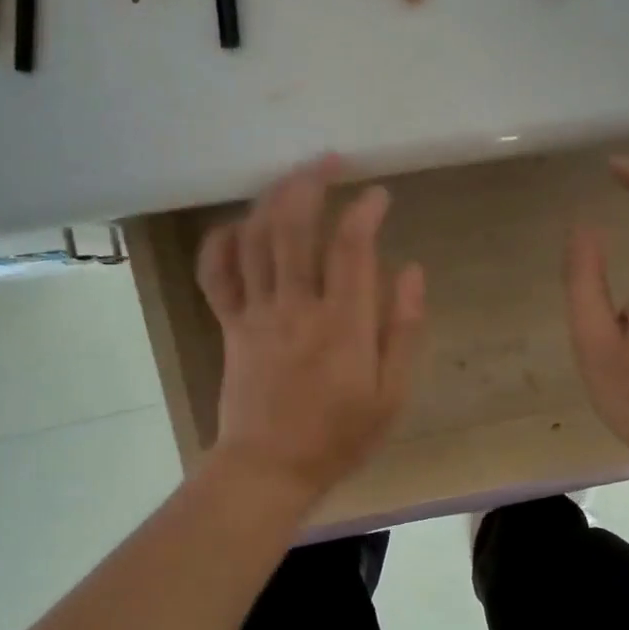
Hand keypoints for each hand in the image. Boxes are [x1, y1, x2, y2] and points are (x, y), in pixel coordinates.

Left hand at [195, 157, 426, 503]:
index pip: (351, 248)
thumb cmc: (339, 437)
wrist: (270, 469)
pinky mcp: (229, 326)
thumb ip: (404, 330)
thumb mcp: (392, 395)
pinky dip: (221, 243)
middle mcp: (296, 307)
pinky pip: (216, 275)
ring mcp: (256, 314)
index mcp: (342, 325)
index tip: (379, 194)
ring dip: (271, 199)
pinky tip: (238, 224)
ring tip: (291, 177)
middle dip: (310, 182)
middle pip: (294, 227)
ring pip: (255, 240)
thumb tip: (412, 271)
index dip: (365, 210)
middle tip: (329, 160)